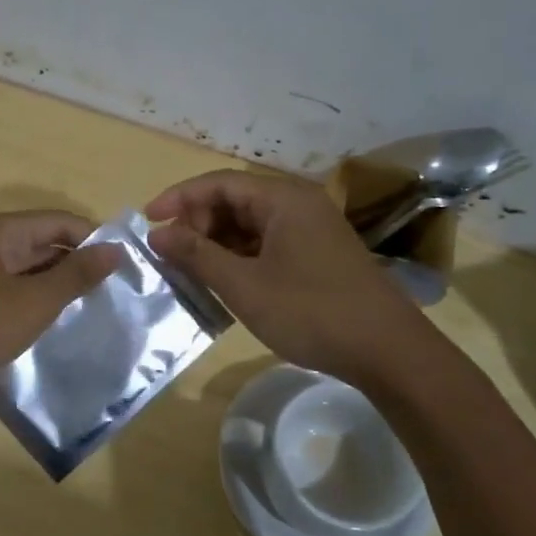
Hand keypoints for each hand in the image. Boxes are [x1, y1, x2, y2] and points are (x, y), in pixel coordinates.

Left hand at [0, 210, 122, 400]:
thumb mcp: (32, 302)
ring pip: (25, 267)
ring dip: (54, 283)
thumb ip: (75, 275)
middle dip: (76, 263)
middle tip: (113, 291)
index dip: (94, 239)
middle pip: (41, 241)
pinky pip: (7, 286)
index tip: (125, 266)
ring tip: (89, 307)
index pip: (59, 220)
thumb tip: (115, 249)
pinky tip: (48, 320)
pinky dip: (31, 298)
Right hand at [145, 171, 429, 380]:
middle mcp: (298, 205)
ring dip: (216, 243)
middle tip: (172, 255)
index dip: (178, 198)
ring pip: (249, 225)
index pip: (218, 183)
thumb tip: (157, 234)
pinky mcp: (316, 255)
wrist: (388, 352)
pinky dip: (239, 257)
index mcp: (283, 199)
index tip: (147, 222)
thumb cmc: (311, 312)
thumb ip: (197, 255)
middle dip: (197, 223)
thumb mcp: (244, 285)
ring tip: (190, 271)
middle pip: (233, 200)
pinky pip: (266, 244)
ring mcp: (310, 230)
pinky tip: (223, 282)